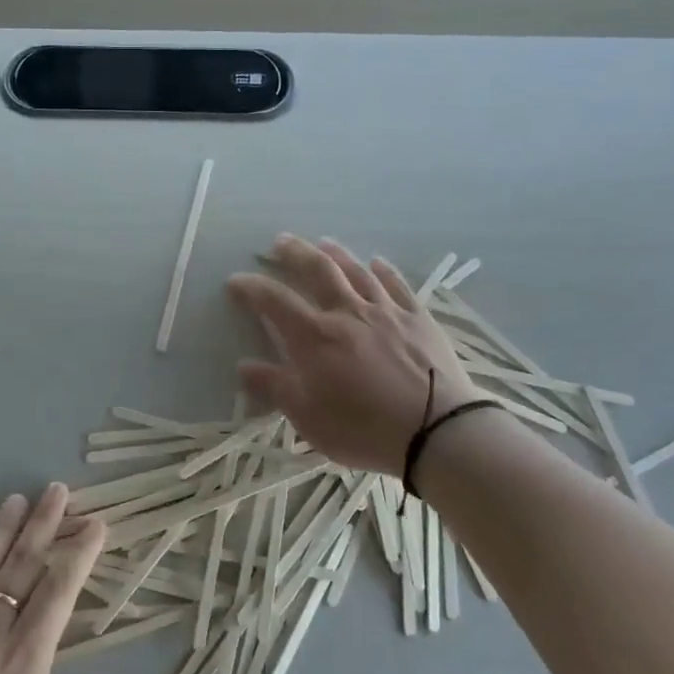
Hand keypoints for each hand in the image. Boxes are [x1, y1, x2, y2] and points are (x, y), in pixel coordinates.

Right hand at [227, 234, 484, 474]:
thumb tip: (244, 366)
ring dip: (336, 254)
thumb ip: (276, 388)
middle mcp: (347, 312)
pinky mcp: (419, 318)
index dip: (252, 287)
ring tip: (324, 243)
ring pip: (357, 271)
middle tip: (280, 241)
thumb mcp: (309, 418)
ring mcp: (386, 311)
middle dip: (295, 253)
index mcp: (315, 337)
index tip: (236, 280)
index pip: (274, 301)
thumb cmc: (364, 429)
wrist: (437, 431)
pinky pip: (397, 285)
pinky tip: (377, 262)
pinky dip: (383, 270)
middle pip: (317, 270)